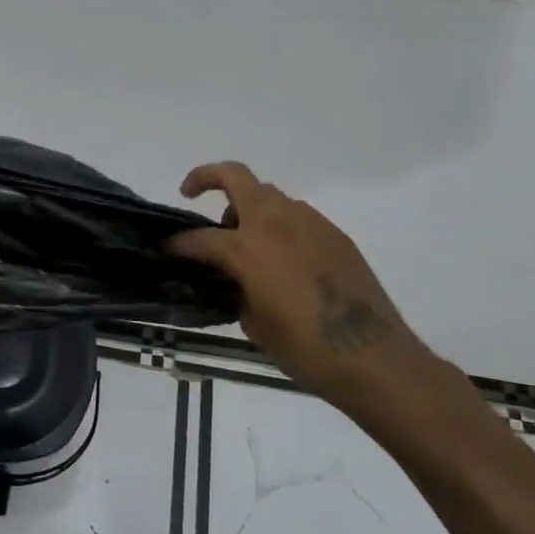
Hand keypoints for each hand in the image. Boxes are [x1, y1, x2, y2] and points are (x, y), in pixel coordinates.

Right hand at [167, 162, 445, 415]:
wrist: (372, 356)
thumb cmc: (303, 348)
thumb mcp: (253, 322)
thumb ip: (234, 288)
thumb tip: (231, 278)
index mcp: (248, 247)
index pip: (199, 237)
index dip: (176, 243)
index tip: (162, 248)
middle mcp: (276, 223)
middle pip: (235, 177)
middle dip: (206, 177)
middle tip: (190, 193)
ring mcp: (309, 223)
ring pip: (269, 195)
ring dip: (248, 208)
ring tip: (245, 241)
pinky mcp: (335, 234)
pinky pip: (297, 217)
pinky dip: (279, 226)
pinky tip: (283, 259)